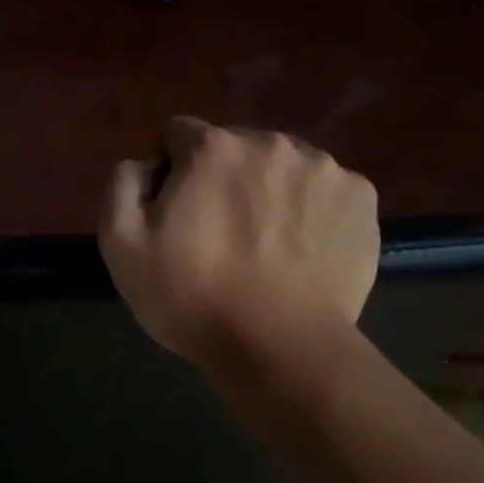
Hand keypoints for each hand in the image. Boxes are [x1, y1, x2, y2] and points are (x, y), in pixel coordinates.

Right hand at [99, 117, 378, 367]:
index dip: (169, 172)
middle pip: (234, 148)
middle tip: (219, 236)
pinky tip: (302, 253)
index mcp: (213, 148)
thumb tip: (143, 165)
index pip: (178, 135)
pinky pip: (324, 192)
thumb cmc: (193, 298)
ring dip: (269, 191)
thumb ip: (122, 186)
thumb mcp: (121, 246)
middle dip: (221, 179)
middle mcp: (272, 142)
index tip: (174, 214)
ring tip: (265, 247)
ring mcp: (325, 169)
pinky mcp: (362, 200)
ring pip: (283, 167)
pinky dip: (311, 212)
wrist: (281, 347)